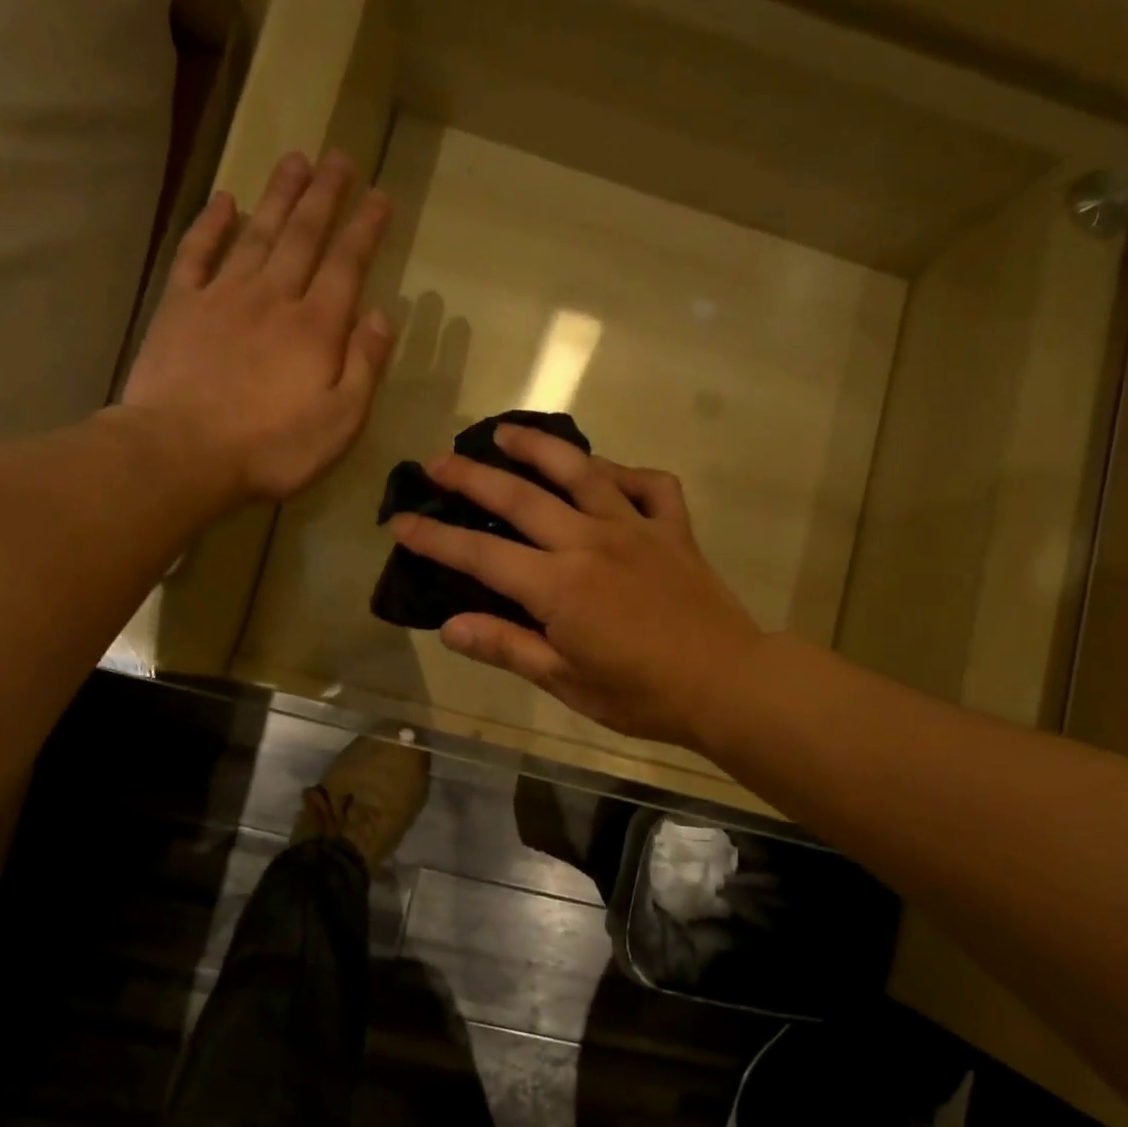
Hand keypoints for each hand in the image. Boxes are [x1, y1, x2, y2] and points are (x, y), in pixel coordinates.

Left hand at [120, 150, 394, 503]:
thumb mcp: (340, 422)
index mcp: (316, 327)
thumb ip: (365, 367)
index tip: (381, 195)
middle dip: (324, 195)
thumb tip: (382, 316)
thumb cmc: (272, 448)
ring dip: (278, 195)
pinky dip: (212, 224)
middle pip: (303, 235)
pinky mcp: (181, 306)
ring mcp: (223, 296)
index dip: (365, 228)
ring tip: (295, 160)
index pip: (346, 265)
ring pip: (257, 233)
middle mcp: (273, 297)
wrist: (183, 451)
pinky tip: (224, 201)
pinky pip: (198, 253)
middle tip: (339, 157)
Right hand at [389, 426, 763, 748]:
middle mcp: (590, 541)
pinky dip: (625, 472)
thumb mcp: (566, 682)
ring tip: (507, 432)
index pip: (481, 553)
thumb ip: (507, 647)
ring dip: (539, 447)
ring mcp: (635, 527)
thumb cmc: (642, 694)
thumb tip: (449, 626)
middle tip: (437, 462)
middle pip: (520, 497)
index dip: (435, 537)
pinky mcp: (673, 528)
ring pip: (581, 471)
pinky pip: (649, 485)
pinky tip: (606, 474)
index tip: (400, 521)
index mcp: (558, 586)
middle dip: (472, 476)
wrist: (727, 683)